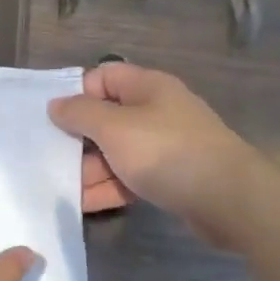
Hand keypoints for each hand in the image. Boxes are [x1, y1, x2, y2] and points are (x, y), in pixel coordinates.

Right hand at [49, 63, 249, 240]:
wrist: (230, 200)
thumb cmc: (166, 152)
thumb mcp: (114, 128)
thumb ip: (80, 113)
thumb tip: (56, 104)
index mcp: (147, 87)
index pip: (103, 77)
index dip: (78, 94)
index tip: (55, 120)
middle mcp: (156, 111)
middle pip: (107, 118)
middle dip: (78, 138)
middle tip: (49, 158)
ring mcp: (165, 146)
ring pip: (117, 152)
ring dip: (89, 168)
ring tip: (59, 187)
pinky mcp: (171, 178)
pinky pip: (131, 177)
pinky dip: (109, 187)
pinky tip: (83, 204)